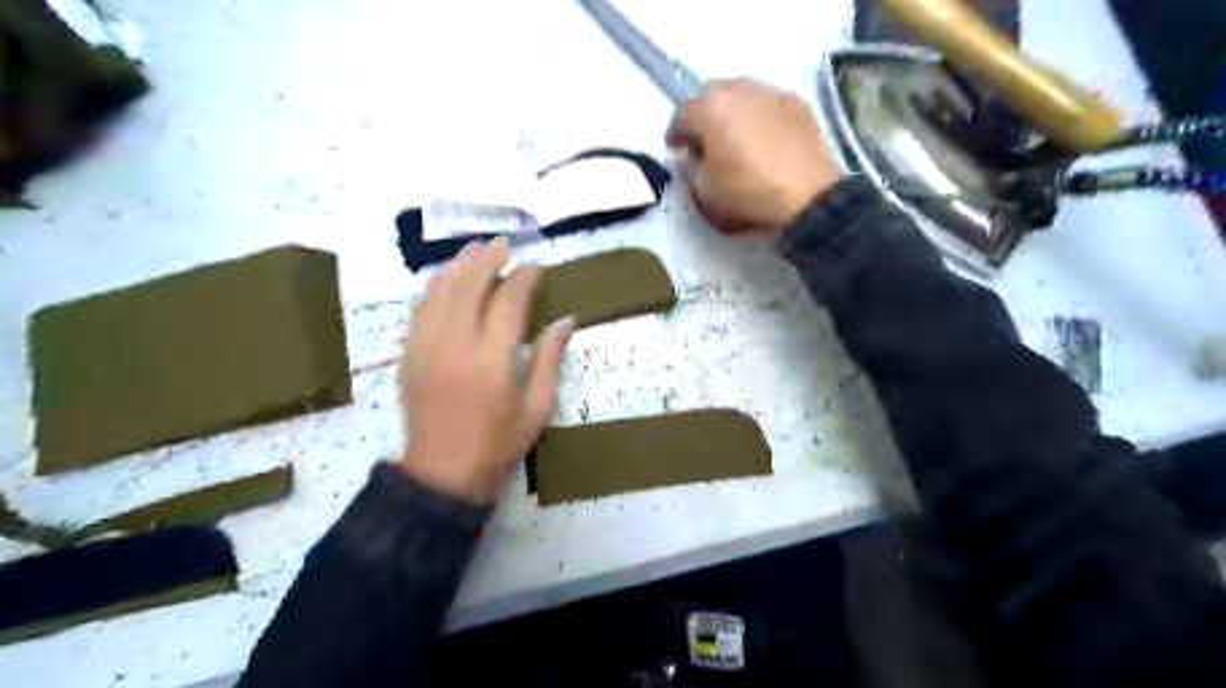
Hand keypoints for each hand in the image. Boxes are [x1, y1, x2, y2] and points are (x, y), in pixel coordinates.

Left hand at [401, 238, 578, 504]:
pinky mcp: (408, 354)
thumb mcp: (538, 408)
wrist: (442, 473)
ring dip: (459, 265)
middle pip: (470, 284)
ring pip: (440, 290)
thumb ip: (550, 359)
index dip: (524, 277)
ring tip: (476, 251)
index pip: (509, 301)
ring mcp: (426, 347)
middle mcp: (457, 345)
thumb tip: (566, 321)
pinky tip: (447, 279)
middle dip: (489, 258)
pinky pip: (419, 308)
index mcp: (494, 361)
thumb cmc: (499, 444)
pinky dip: (435, 287)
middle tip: (505, 245)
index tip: (536, 266)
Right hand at [670, 78, 844, 237]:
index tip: (678, 152)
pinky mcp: (798, 104)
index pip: (681, 114)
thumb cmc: (748, 195)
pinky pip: (769, 105)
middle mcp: (740, 90)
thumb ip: (691, 173)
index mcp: (710, 109)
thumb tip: (695, 162)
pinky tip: (766, 141)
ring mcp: (772, 93)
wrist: (808, 199)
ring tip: (737, 140)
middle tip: (706, 143)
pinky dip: (761, 117)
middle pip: (712, 95)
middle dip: (704, 116)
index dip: (676, 135)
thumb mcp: (704, 195)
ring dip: (733, 113)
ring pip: (742, 95)